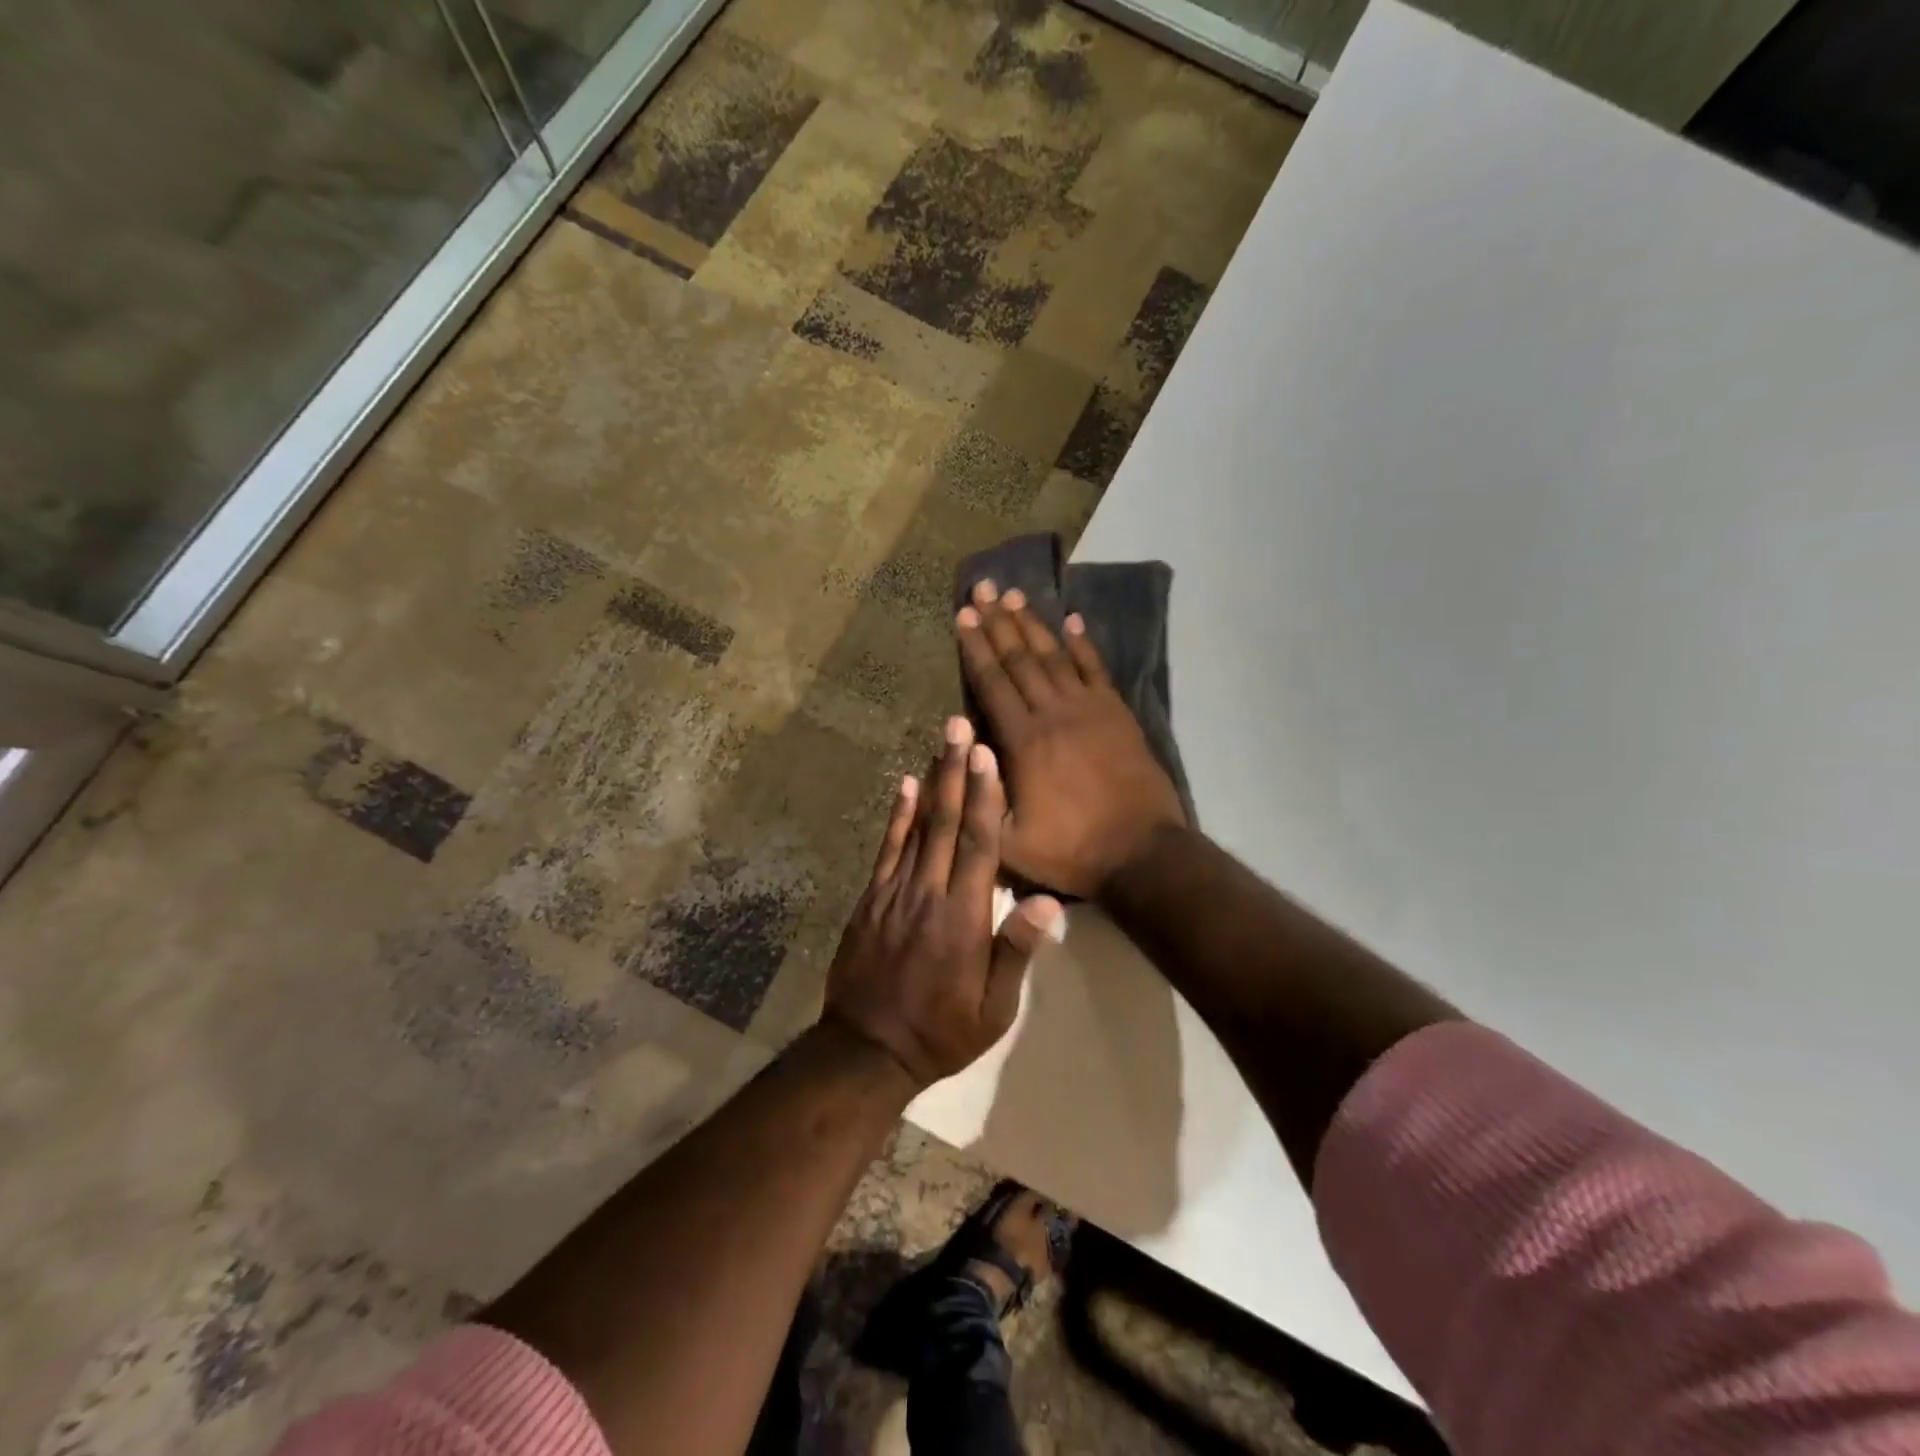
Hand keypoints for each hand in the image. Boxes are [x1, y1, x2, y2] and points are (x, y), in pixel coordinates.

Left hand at [824, 716, 1062, 1090]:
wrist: (867, 1050)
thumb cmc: (942, 1031)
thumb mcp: (994, 1009)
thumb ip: (1016, 951)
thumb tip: (1048, 901)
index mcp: (964, 918)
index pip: (977, 845)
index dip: (983, 796)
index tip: (986, 754)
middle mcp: (928, 893)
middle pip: (946, 822)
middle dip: (955, 771)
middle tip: (959, 725)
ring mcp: (894, 892)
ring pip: (917, 827)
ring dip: (931, 781)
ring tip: (940, 741)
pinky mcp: (871, 898)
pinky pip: (887, 849)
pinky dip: (897, 816)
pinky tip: (906, 786)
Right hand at [956, 581, 1186, 899]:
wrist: (1141, 853)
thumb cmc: (1071, 851)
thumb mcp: (1008, 841)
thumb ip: (981, 795)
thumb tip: (962, 747)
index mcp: (1023, 741)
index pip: (992, 682)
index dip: (975, 647)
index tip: (962, 615)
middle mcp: (1053, 713)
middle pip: (1020, 659)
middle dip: (998, 622)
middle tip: (983, 588)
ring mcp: (1090, 709)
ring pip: (1055, 656)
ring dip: (1033, 624)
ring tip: (1015, 596)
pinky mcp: (1118, 714)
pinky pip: (1097, 669)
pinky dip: (1083, 643)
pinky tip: (1073, 620)